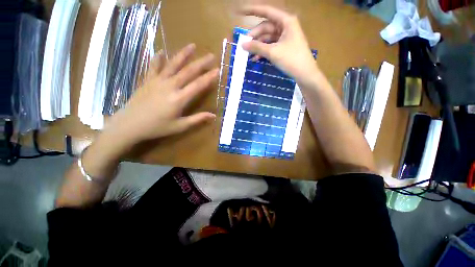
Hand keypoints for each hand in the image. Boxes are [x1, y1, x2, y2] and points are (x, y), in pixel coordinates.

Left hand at [105, 44, 217, 147]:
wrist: (129, 125)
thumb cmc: (157, 127)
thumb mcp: (180, 126)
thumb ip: (197, 119)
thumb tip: (213, 116)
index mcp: (179, 99)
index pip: (198, 85)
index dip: (209, 78)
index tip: (218, 70)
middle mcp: (170, 86)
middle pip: (188, 72)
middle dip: (201, 63)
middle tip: (211, 56)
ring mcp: (157, 81)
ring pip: (173, 64)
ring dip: (183, 54)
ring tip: (192, 45)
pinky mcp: (147, 80)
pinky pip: (154, 66)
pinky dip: (158, 58)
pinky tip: (162, 52)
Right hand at [241, 5, 318, 86]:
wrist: (305, 73)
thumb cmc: (291, 59)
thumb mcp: (273, 52)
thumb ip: (257, 47)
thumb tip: (243, 45)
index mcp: (285, 21)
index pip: (266, 11)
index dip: (252, 11)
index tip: (240, 12)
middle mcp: (285, 26)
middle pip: (265, 27)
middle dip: (254, 36)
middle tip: (244, 45)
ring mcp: (285, 37)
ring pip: (267, 38)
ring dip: (258, 46)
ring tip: (248, 54)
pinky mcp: (284, 47)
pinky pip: (271, 46)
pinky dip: (263, 51)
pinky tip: (256, 58)